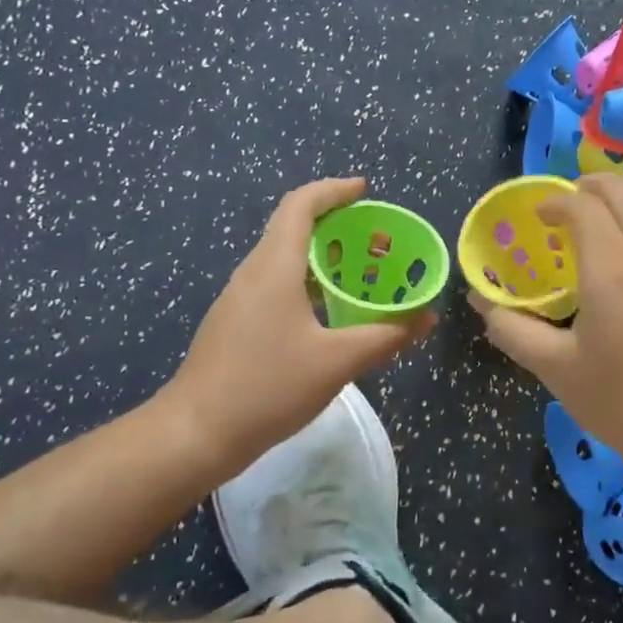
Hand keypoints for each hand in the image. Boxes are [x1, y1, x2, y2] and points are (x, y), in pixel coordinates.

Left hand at [153, 179, 436, 467]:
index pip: (301, 205)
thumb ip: (386, 336)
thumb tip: (427, 318)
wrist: (196, 433)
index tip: (366, 191)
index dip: (334, 190)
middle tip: (377, 241)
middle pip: (294, 228)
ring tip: (362, 274)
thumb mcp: (337, 362)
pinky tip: (331, 313)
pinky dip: (309, 283)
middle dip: (338, 226)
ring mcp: (240, 299)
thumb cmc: (267, 387)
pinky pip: (277, 285)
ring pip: (285, 259)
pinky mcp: (236, 323)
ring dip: (324, 258)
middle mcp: (254, 273)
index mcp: (275, 267)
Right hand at [470, 174, 622, 479]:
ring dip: (618, 197)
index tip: (536, 217)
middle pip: (621, 189)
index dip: (554, 202)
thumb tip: (482, 305)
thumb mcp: (556, 369)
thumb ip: (513, 330)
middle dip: (588, 185)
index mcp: (610, 265)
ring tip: (595, 219)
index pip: (580, 205)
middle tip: (564, 205)